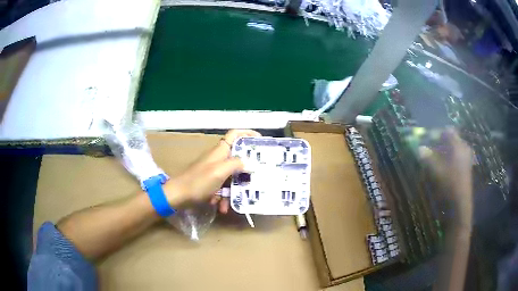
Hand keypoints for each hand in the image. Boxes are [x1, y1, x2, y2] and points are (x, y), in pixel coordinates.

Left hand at [163, 130, 260, 212]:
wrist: (178, 195)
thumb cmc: (199, 181)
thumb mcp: (220, 171)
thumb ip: (236, 164)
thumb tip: (250, 162)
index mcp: (221, 151)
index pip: (235, 134)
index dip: (248, 134)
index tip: (261, 142)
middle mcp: (219, 159)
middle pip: (238, 159)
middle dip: (246, 171)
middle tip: (257, 178)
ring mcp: (214, 171)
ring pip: (232, 178)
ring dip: (234, 191)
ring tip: (233, 202)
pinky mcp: (210, 183)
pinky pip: (223, 188)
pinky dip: (223, 198)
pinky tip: (221, 207)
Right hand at [419, 128, 473, 226]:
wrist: (460, 207)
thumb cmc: (449, 186)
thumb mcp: (436, 172)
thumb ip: (427, 158)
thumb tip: (419, 148)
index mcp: (458, 146)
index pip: (447, 131)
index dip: (436, 133)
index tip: (426, 139)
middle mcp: (464, 149)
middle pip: (451, 139)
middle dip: (439, 142)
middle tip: (429, 149)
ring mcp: (466, 159)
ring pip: (453, 149)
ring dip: (443, 151)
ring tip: (433, 159)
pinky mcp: (466, 169)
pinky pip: (456, 157)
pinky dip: (448, 159)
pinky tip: (442, 168)